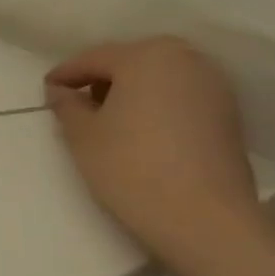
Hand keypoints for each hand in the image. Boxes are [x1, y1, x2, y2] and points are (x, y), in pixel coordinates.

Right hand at [46, 37, 260, 266]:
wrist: (204, 219)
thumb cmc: (131, 166)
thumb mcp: (82, 135)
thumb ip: (67, 106)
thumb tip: (62, 92)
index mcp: (147, 56)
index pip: (94, 58)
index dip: (65, 75)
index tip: (45, 92)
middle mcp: (186, 60)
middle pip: (131, 62)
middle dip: (101, 79)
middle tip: (76, 104)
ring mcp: (214, 87)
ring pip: (158, 79)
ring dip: (130, 92)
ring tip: (107, 120)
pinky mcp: (228, 115)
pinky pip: (179, 98)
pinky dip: (155, 106)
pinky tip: (139, 132)